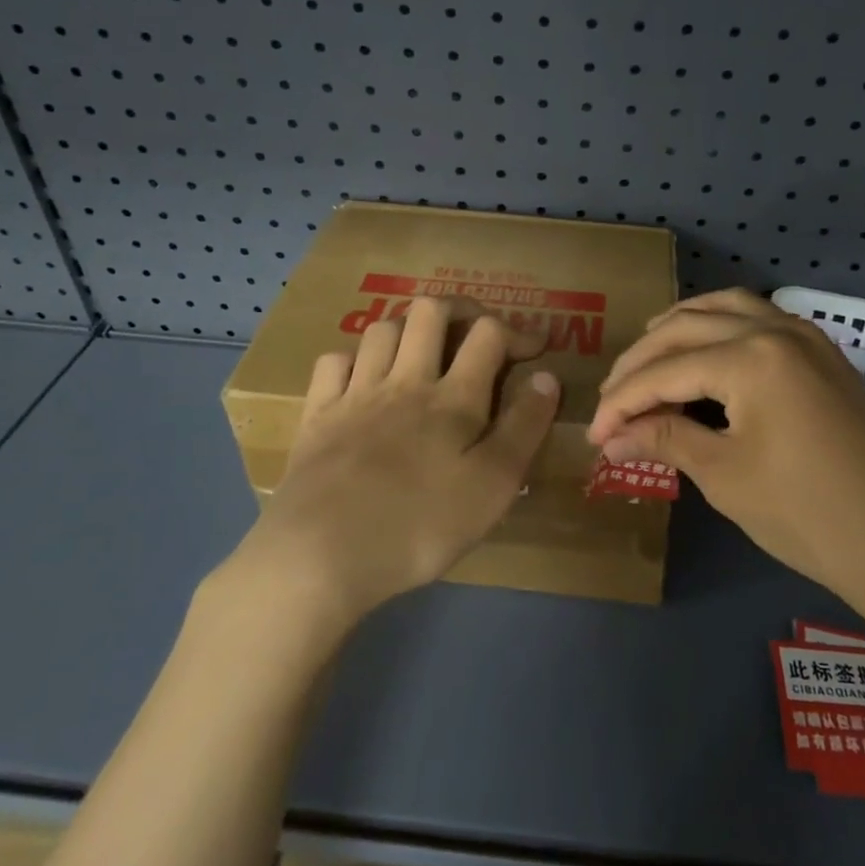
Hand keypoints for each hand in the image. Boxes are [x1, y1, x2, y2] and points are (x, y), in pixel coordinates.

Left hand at [229, 297, 561, 631]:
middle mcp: (405, 380)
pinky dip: (354, 358)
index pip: (488, 334)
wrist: (321, 555)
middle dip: (460, 310)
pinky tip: (363, 377)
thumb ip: (524, 427)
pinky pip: (333, 361)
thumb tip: (547, 376)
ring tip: (423, 351)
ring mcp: (356, 393)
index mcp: (453, 398)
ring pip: (382, 328)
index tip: (535, 351)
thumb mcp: (493, 486)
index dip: (517, 331)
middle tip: (475, 333)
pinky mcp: (318, 415)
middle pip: (430, 311)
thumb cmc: (419, 525)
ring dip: (408, 328)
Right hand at [588, 289, 864, 601]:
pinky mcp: (824, 354)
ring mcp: (807, 337)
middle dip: (641, 362)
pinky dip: (722, 326)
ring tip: (648, 355)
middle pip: (687, 328)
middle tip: (611, 399)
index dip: (621, 402)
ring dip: (681, 327)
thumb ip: (663, 439)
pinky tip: (707, 352)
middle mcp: (777, 329)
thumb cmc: (807, 514)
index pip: (665, 371)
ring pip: (726, 307)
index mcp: (751, 356)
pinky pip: (760, 319)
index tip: (593, 434)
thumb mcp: (724, 474)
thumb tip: (609, 437)